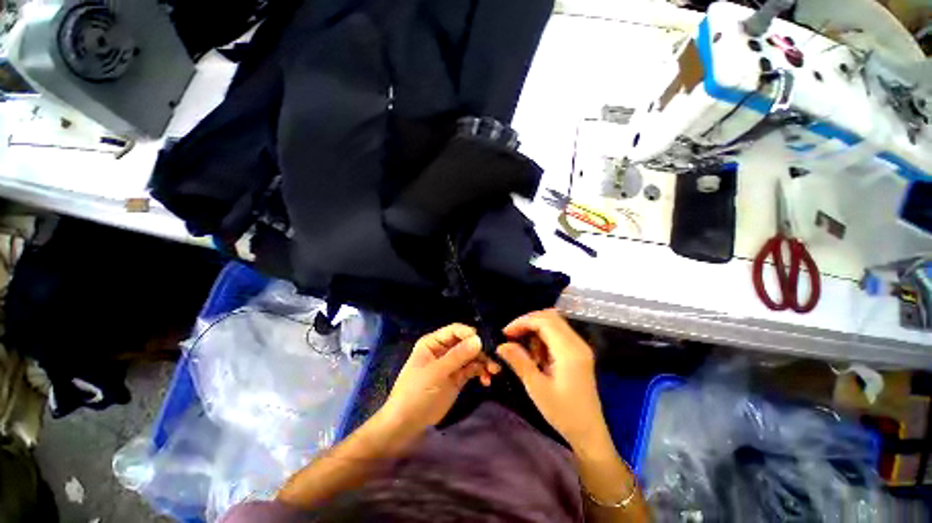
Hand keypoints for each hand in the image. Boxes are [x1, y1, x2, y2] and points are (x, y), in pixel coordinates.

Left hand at [378, 323, 499, 437]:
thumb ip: (457, 356)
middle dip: (481, 350)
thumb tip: (479, 339)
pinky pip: (473, 369)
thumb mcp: (435, 373)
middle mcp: (444, 349)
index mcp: (434, 342)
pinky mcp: (458, 377)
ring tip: (493, 371)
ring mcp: (452, 363)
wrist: (407, 423)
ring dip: (484, 361)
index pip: (455, 331)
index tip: (485, 343)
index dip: (470, 334)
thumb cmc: (416, 392)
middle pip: (467, 342)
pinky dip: (481, 372)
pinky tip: (487, 381)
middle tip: (494, 360)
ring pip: (473, 356)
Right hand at [496, 309, 606, 449]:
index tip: (506, 333)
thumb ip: (519, 362)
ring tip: (527, 353)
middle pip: (550, 317)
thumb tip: (501, 345)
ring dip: (536, 330)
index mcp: (569, 351)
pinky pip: (558, 334)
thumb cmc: (563, 413)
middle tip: (512, 337)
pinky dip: (544, 337)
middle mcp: (577, 343)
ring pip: (554, 323)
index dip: (522, 322)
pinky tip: (538, 356)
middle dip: (528, 323)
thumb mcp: (537, 388)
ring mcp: (580, 347)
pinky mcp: (579, 352)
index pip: (544, 321)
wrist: (589, 432)